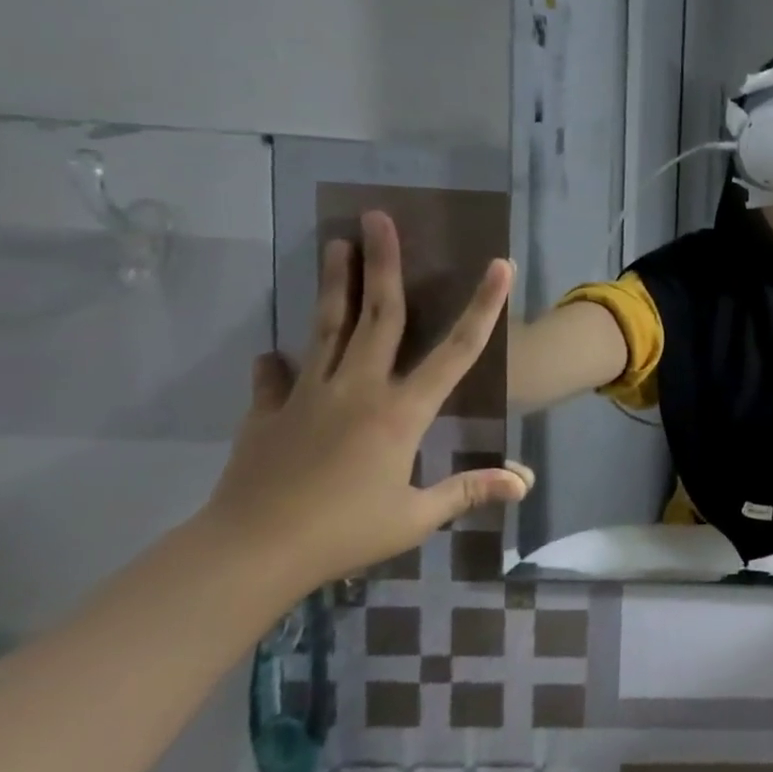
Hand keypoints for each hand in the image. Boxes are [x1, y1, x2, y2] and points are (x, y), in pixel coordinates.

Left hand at [198, 210, 533, 596]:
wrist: (247, 553)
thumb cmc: (342, 533)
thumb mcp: (415, 518)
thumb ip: (469, 490)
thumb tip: (525, 483)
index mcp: (401, 411)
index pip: (456, 351)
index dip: (483, 307)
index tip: (499, 265)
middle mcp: (358, 389)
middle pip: (379, 315)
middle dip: (384, 264)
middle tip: (379, 218)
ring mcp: (308, 396)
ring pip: (328, 328)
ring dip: (336, 284)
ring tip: (336, 243)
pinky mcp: (268, 413)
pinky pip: (276, 379)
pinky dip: (278, 364)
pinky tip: (273, 353)